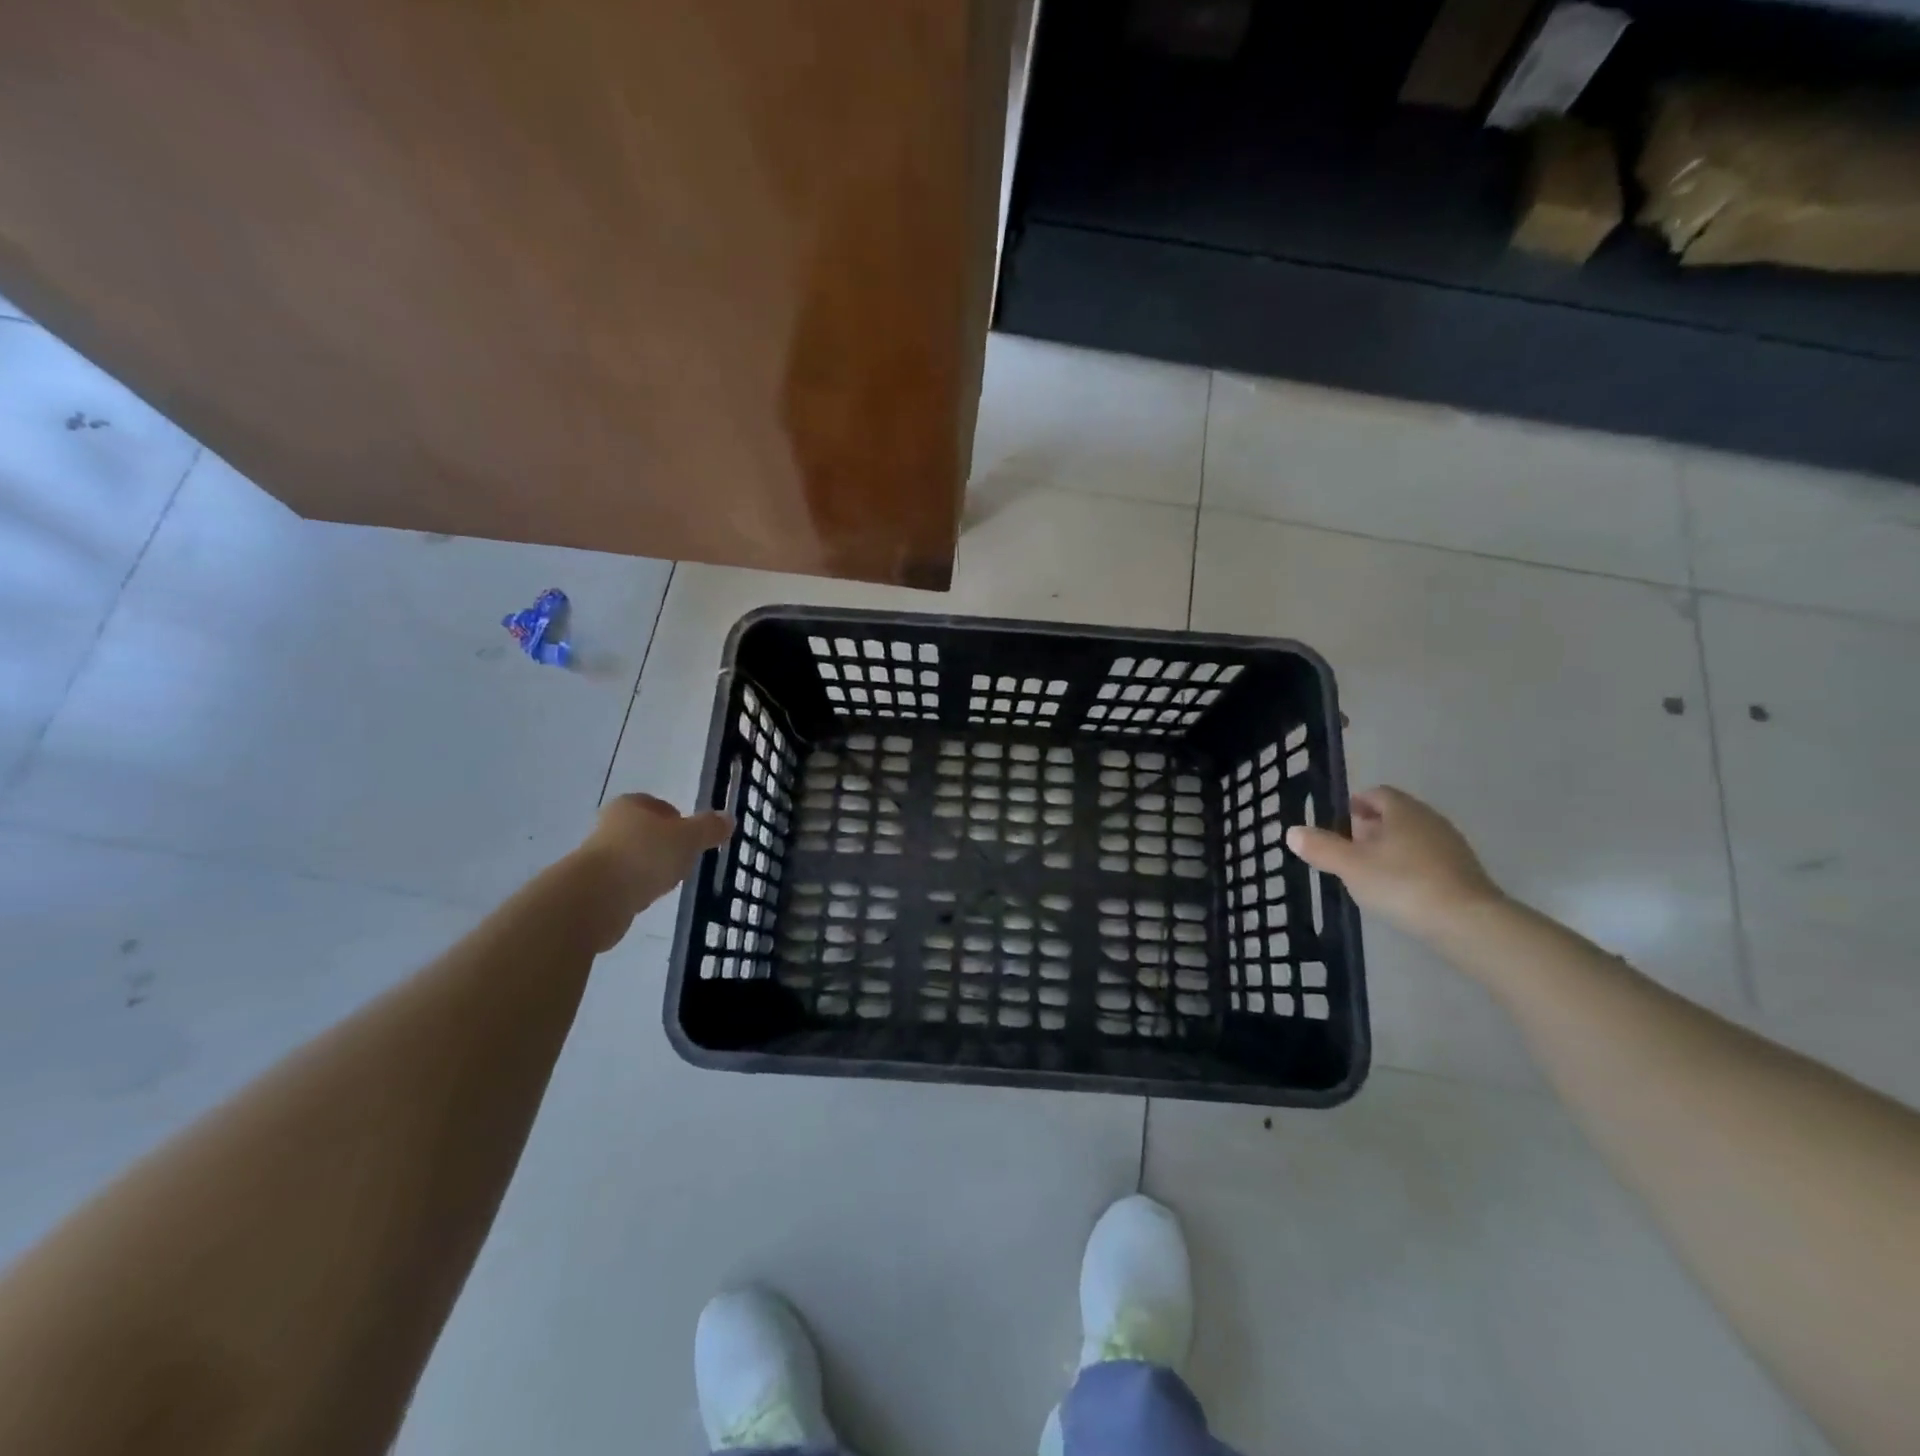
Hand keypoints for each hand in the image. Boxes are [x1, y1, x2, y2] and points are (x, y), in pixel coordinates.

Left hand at [571, 793, 732, 948]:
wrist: (594, 899)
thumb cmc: (644, 856)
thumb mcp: (688, 838)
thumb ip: (709, 828)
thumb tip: (728, 819)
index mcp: (631, 805)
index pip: (658, 805)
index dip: (677, 819)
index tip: (691, 839)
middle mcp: (610, 825)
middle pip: (645, 832)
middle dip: (664, 845)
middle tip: (684, 860)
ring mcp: (597, 857)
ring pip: (634, 858)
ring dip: (649, 868)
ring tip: (666, 883)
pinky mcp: (592, 887)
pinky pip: (623, 883)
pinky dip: (636, 889)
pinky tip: (646, 899)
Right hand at [1286, 787, 1502, 943]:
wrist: (1468, 923)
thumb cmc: (1402, 884)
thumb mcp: (1350, 866)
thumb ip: (1321, 847)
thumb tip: (1292, 831)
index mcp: (1403, 810)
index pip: (1377, 793)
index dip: (1356, 803)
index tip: (1340, 821)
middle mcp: (1430, 820)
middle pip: (1397, 814)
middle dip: (1372, 826)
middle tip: (1349, 846)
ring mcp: (1452, 846)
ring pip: (1414, 837)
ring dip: (1391, 847)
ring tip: (1370, 871)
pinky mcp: (1465, 873)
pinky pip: (1429, 859)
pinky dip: (1410, 866)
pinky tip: (1399, 889)